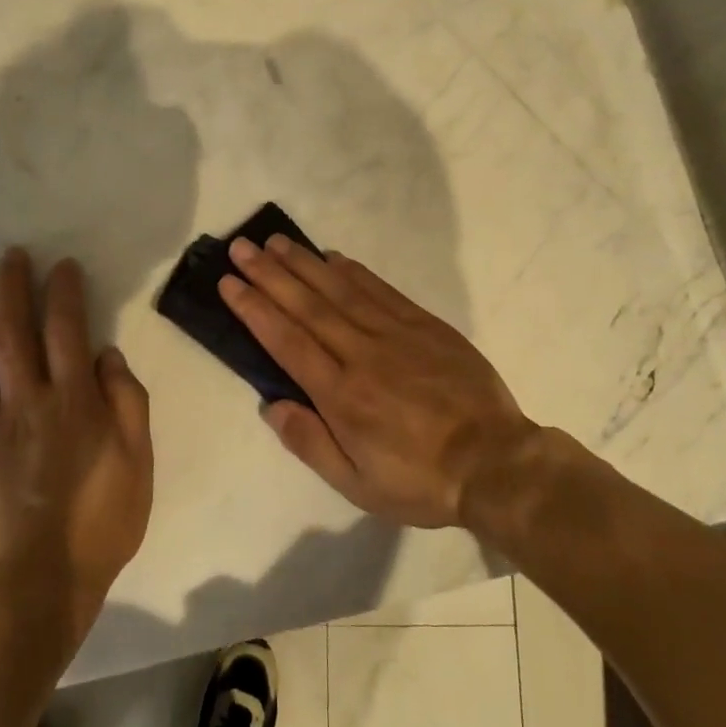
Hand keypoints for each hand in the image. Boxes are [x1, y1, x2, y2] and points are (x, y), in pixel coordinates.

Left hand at [0, 250, 153, 648]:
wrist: (37, 586)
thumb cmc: (99, 525)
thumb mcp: (139, 463)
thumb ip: (128, 403)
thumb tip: (106, 355)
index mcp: (73, 402)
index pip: (67, 330)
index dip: (63, 292)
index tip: (59, 265)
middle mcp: (25, 401)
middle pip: (13, 331)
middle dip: (12, 287)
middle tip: (9, 255)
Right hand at [218, 235, 542, 527]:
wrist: (496, 463)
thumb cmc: (420, 480)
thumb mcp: (357, 484)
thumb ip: (310, 443)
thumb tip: (271, 405)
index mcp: (341, 395)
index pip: (287, 341)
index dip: (254, 308)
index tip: (229, 282)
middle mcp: (362, 355)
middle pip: (307, 306)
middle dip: (270, 274)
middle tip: (241, 247)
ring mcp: (396, 334)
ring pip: (340, 290)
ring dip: (305, 263)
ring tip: (276, 241)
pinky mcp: (425, 326)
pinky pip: (382, 290)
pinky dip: (354, 271)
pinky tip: (334, 257)